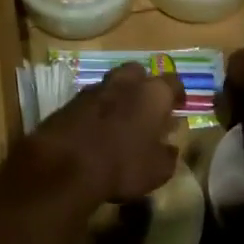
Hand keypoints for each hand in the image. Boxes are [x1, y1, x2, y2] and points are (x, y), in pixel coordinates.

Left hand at [11, 62, 183, 204]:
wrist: (65, 165)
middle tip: (146, 106)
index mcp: (153, 94)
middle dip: (143, 85)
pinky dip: (96, 109)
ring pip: (112, 83)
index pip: (173, 82)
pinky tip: (96, 128)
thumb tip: (169, 148)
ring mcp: (95, 89)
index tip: (178, 106)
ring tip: (120, 118)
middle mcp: (125, 83)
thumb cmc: (122, 165)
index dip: (177, 94)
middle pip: (138, 72)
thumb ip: (168, 155)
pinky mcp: (71, 100)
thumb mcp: (158, 171)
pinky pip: (91, 100)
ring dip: (118, 96)